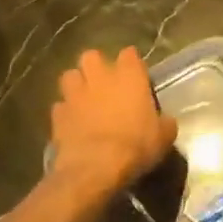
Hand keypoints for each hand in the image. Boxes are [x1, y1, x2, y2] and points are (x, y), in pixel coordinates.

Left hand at [49, 48, 177, 198]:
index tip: (136, 76)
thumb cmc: (136, 146)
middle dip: (96, 66)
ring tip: (84, 98)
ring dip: (77, 84)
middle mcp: (100, 77)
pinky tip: (72, 122)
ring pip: (70, 76)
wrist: (96, 167)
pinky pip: (60, 105)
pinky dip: (66, 111)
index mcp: (129, 76)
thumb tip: (164, 121)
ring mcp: (75, 94)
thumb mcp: (164, 136)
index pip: (130, 54)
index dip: (132, 64)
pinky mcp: (58, 114)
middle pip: (92, 56)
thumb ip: (163, 122)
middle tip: (105, 83)